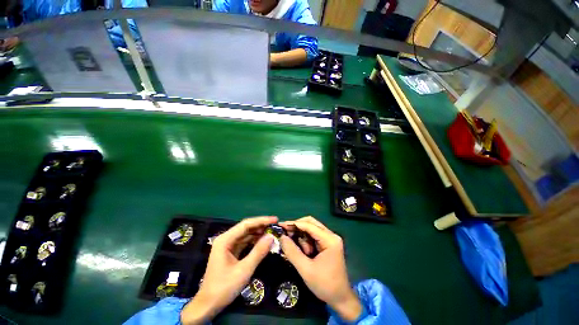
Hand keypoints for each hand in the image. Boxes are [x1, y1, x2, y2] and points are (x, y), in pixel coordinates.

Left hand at [181, 216, 276, 324]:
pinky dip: (255, 240)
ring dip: (259, 232)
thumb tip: (271, 236)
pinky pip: (245, 242)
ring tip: (272, 231)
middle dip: (261, 225)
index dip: (261, 220)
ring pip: (246, 234)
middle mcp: (226, 239)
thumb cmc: (224, 287)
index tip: (275, 220)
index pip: (246, 224)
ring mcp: (228, 245)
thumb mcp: (244, 270)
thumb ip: (258, 252)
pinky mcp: (231, 251)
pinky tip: (263, 240)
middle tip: (275, 225)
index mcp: (225, 240)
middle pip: (246, 227)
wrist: (208, 305)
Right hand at [279, 217, 362, 321]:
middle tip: (285, 234)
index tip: (281, 225)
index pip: (309, 225)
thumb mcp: (306, 270)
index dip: (294, 224)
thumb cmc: (325, 285)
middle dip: (297, 228)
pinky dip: (306, 241)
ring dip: (302, 237)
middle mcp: (331, 235)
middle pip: (311, 223)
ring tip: (301, 252)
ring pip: (311, 229)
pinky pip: (313, 236)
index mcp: (330, 239)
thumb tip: (281, 237)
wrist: (341, 299)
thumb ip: (292, 252)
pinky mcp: (328, 244)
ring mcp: (330, 239)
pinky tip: (304, 252)